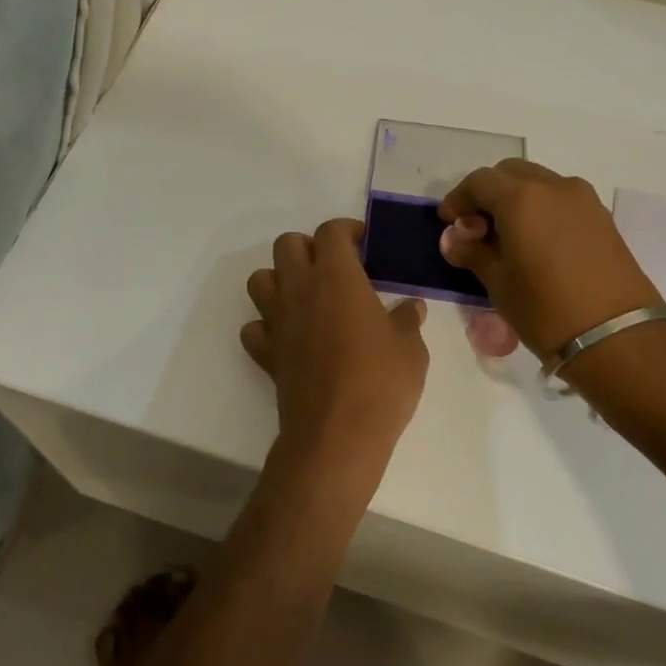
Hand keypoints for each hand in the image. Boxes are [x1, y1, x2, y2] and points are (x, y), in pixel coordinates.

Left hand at [241, 218, 429, 506]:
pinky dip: (266, 326)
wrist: (337, 434)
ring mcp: (277, 321)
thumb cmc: (381, 383)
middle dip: (309, 247)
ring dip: (279, 280)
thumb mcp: (411, 349)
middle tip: (335, 268)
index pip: (331, 232)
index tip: (364, 244)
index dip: (347, 230)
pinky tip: (288, 337)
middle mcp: (300, 290)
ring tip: (307, 297)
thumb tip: (411, 307)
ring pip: (259, 279)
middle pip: (287, 245)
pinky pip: (254, 327)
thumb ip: (407, 320)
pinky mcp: (266, 353)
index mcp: (337, 277)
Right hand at [438, 159, 662, 357]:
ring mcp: (583, 200)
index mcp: (521, 198)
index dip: (458, 199)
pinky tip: (535, 242)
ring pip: (538, 183)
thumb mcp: (498, 284)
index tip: (449, 223)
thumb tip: (454, 239)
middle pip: (510, 173)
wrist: (618, 336)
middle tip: (476, 227)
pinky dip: (541, 209)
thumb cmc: (546, 310)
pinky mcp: (602, 217)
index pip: (479, 181)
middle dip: (488, 193)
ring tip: (506, 236)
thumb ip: (472, 252)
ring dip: (516, 199)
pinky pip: (561, 199)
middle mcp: (554, 187)